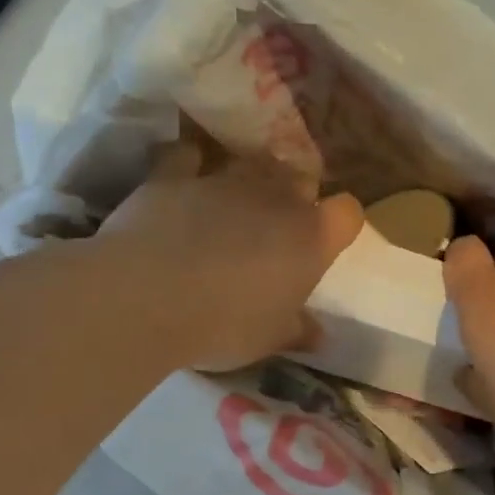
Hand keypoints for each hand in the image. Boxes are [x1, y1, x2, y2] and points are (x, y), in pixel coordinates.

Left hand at [101, 143, 362, 371]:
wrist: (146, 299)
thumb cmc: (225, 324)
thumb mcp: (271, 339)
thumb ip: (298, 331)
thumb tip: (318, 335)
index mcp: (311, 237)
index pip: (348, 213)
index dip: (339, 224)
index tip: (326, 241)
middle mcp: (277, 198)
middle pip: (302, 177)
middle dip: (295, 194)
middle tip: (278, 225)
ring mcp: (226, 180)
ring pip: (251, 162)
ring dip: (250, 177)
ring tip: (235, 202)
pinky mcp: (175, 174)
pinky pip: (189, 155)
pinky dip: (191, 163)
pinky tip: (186, 176)